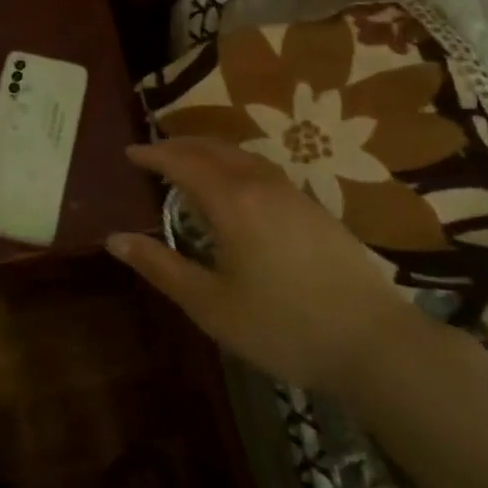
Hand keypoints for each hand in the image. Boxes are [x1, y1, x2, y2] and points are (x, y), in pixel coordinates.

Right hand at [108, 138, 415, 388]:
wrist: (373, 342)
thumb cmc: (281, 326)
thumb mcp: (209, 304)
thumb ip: (160, 266)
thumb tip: (114, 239)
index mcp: (232, 202)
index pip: (182, 163)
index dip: (153, 155)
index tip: (129, 154)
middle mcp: (261, 185)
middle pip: (213, 149)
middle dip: (179, 146)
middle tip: (153, 153)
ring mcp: (293, 193)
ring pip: (242, 155)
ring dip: (209, 151)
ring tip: (189, 162)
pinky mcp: (314, 208)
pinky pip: (263, 169)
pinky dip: (235, 164)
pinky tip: (236, 186)